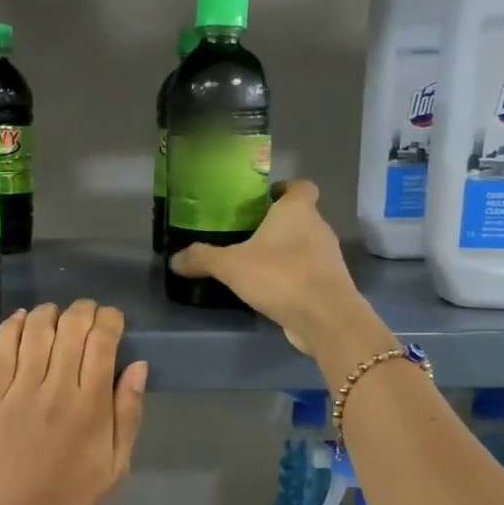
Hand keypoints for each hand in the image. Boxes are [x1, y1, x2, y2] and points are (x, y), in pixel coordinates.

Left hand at [0, 301, 147, 504]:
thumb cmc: (73, 501)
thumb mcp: (117, 466)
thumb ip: (129, 413)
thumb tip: (137, 366)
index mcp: (91, 406)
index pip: (102, 341)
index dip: (110, 319)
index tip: (113, 320)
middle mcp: (55, 390)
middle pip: (70, 328)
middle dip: (83, 310)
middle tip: (87, 314)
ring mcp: (19, 392)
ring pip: (35, 331)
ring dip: (49, 313)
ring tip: (56, 314)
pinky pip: (0, 350)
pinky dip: (11, 327)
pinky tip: (21, 319)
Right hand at [167, 181, 367, 355]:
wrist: (325, 318)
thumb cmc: (280, 276)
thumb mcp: (231, 266)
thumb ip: (202, 259)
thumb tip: (173, 259)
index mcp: (298, 210)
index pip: (300, 186)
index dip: (284, 189)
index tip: (263, 199)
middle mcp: (318, 227)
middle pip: (300, 216)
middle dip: (277, 223)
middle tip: (247, 234)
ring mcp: (328, 257)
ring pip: (305, 244)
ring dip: (285, 251)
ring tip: (255, 263)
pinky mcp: (330, 283)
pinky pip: (308, 271)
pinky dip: (292, 275)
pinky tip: (270, 289)